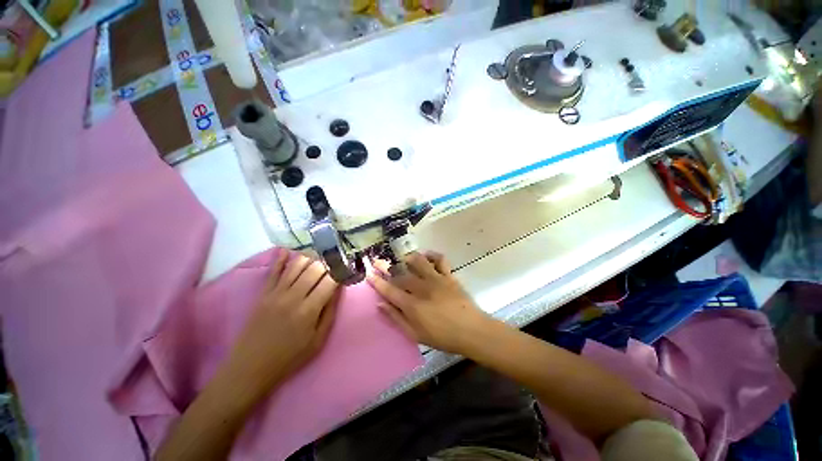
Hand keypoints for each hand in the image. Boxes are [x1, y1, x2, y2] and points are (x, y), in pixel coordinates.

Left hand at [226, 249, 339, 394]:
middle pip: (315, 268)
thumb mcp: (318, 340)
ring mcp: (276, 293)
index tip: (347, 267)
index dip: (340, 271)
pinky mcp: (263, 294)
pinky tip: (288, 249)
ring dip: (310, 257)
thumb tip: (339, 288)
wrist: (250, 368)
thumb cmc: (290, 357)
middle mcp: (293, 296)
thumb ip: (330, 312)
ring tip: (319, 255)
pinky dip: (281, 258)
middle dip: (328, 262)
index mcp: (309, 310)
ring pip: (296, 265)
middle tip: (335, 260)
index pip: (330, 280)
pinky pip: (273, 271)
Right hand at [368, 252, 493, 353]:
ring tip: (403, 259)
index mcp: (412, 305)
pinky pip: (440, 259)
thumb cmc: (443, 337)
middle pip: (400, 273)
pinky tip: (427, 256)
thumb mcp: (415, 334)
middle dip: (386, 266)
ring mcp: (436, 279)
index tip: (369, 273)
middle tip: (379, 261)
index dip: (377, 281)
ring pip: (418, 261)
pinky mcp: (448, 276)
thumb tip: (380, 305)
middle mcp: (422, 288)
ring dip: (408, 258)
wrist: (471, 330)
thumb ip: (396, 318)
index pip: (389, 290)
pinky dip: (432, 255)